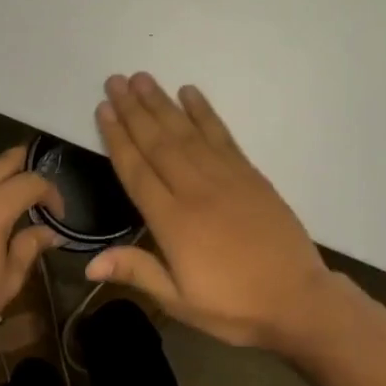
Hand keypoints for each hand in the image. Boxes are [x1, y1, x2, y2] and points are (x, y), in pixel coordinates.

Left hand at [0, 147, 62, 370]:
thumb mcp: (7, 281)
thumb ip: (30, 247)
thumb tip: (48, 231)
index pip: (31, 181)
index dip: (52, 193)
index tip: (59, 215)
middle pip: (6, 161)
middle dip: (29, 170)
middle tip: (43, 194)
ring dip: (4, 180)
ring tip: (18, 206)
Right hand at [87, 73, 337, 352]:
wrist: (297, 299)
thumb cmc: (234, 306)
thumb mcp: (180, 301)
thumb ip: (138, 272)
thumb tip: (88, 263)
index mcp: (173, 221)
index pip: (137, 170)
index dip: (118, 138)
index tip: (103, 109)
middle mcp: (195, 189)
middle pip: (158, 142)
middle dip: (134, 110)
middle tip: (115, 81)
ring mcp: (224, 176)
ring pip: (185, 131)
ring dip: (162, 103)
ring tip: (143, 78)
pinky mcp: (248, 172)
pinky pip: (220, 134)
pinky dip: (204, 112)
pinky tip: (189, 93)